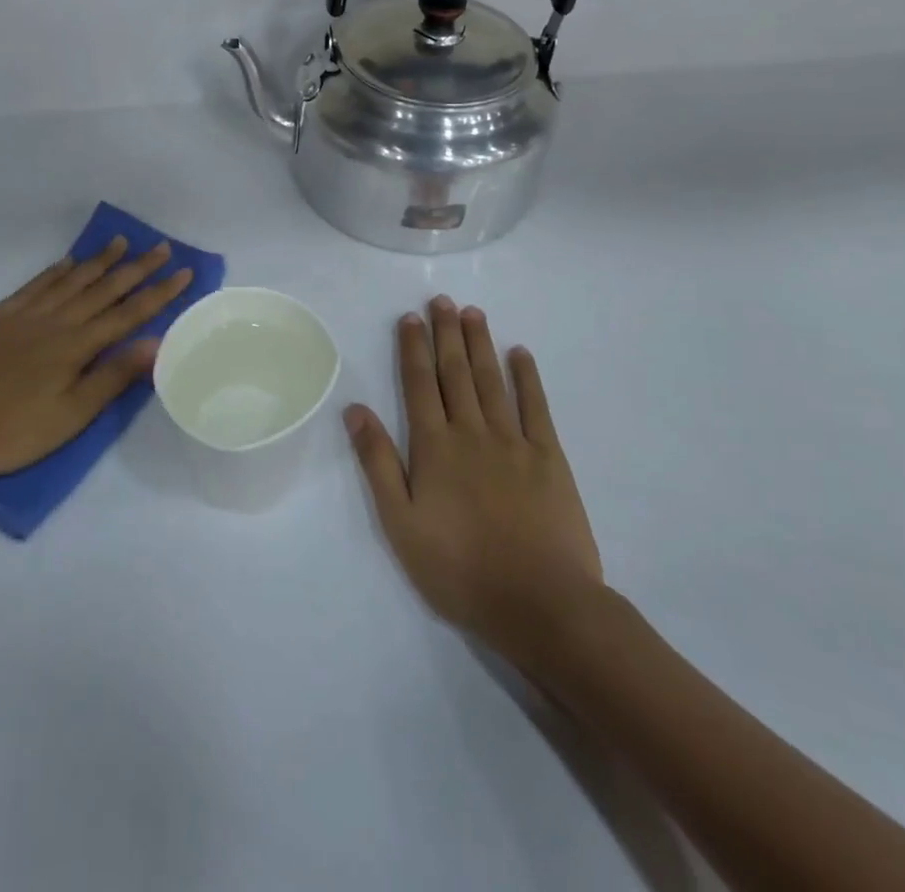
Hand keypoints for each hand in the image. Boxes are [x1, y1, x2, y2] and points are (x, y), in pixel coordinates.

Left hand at [0, 238, 192, 485]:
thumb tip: (155, 343)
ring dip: (99, 260)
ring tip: (121, 242)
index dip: (159, 292)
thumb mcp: (70, 416)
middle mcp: (55, 321)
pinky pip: (35, 285)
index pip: (128, 312)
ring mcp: (24, 315)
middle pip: (104, 288)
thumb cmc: (11, 431)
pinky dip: (55, 270)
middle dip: (137, 267)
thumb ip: (113, 377)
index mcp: (76, 346)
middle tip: (162, 246)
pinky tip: (67, 262)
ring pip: (71, 280)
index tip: (184, 271)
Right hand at [344, 296, 605, 662]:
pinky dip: (527, 377)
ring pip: (492, 380)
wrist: (540, 604)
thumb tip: (355, 409)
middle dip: (446, 333)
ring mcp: (514, 442)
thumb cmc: (459, 569)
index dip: (413, 347)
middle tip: (441, 300)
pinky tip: (521, 353)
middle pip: (455, 372)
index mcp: (434, 447)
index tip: (410, 317)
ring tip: (473, 313)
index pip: (419, 384)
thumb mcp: (400, 523)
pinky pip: (536, 407)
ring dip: (480, 344)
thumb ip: (378, 462)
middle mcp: (471, 431)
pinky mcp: (549, 458)